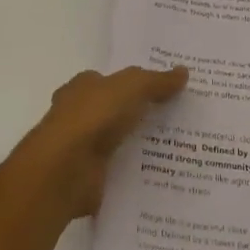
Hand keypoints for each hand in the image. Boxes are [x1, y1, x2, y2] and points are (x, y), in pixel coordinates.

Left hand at [22, 65, 188, 218]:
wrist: (66, 170)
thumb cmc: (93, 116)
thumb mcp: (132, 87)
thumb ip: (157, 81)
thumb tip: (184, 72)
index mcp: (83, 87)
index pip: (110, 81)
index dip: (134, 84)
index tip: (164, 90)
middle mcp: (79, 115)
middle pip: (114, 112)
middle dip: (139, 115)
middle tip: (178, 119)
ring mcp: (82, 148)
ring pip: (118, 142)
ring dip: (139, 145)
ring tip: (179, 149)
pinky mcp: (89, 178)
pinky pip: (119, 172)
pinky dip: (135, 173)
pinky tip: (162, 175)